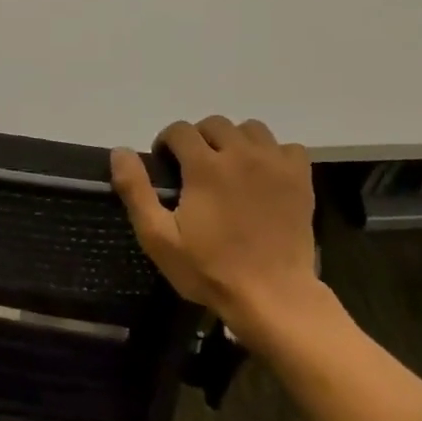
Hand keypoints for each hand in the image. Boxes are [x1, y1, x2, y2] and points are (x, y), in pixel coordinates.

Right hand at [110, 117, 327, 345]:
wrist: (271, 295)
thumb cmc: (208, 269)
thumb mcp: (158, 236)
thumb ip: (136, 190)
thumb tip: (120, 151)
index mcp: (205, 166)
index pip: (180, 130)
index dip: (166, 142)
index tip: (165, 165)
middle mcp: (241, 154)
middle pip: (215, 124)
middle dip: (198, 139)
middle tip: (193, 169)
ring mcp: (276, 164)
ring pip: (251, 129)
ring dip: (235, 141)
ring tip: (229, 168)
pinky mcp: (301, 179)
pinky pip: (287, 148)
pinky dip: (272, 154)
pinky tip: (264, 176)